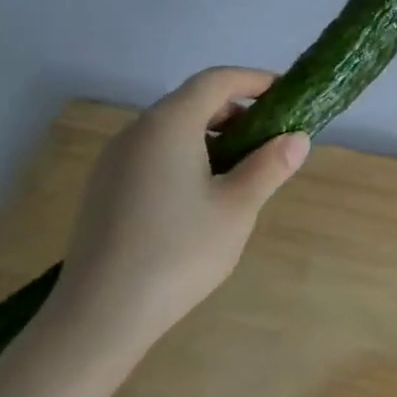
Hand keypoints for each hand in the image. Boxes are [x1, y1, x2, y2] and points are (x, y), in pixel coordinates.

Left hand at [44, 68, 308, 362]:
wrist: (99, 316)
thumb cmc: (178, 252)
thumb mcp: (238, 208)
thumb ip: (270, 166)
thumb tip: (297, 138)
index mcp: (169, 125)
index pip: (216, 80)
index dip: (254, 80)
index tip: (285, 93)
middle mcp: (137, 131)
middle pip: (192, 101)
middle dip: (236, 109)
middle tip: (270, 137)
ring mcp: (115, 160)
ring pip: (172, 128)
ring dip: (212, 134)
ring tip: (241, 168)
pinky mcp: (105, 188)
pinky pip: (153, 152)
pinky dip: (186, 154)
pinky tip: (202, 194)